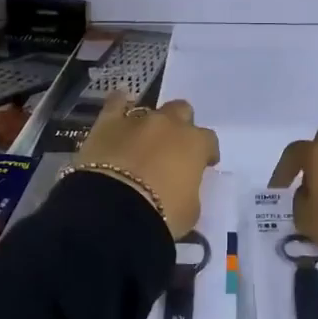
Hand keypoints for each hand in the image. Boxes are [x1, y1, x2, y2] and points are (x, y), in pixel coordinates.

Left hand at [73, 92, 220, 237]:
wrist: (116, 211)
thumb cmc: (162, 214)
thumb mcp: (190, 209)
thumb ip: (190, 190)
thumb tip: (182, 186)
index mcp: (195, 144)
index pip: (208, 140)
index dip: (206, 152)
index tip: (203, 165)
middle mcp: (169, 125)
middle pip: (181, 112)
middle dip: (179, 126)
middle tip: (171, 148)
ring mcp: (138, 120)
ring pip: (150, 108)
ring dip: (150, 122)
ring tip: (143, 140)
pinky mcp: (108, 123)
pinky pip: (115, 103)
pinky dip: (119, 104)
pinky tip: (119, 107)